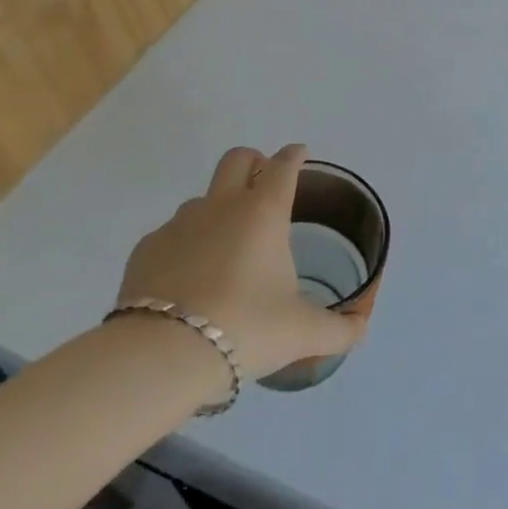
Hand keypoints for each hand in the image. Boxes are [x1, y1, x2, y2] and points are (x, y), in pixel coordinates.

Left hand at [115, 145, 363, 380]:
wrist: (162, 355)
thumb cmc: (246, 329)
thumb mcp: (301, 333)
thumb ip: (337, 329)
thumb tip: (360, 328)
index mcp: (264, 213)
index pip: (283, 166)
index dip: (294, 156)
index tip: (299, 153)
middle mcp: (221, 206)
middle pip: (237, 159)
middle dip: (254, 161)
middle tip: (263, 181)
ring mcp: (179, 224)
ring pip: (203, 199)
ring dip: (218, 209)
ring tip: (226, 247)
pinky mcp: (147, 249)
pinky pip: (172, 234)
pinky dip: (185, 245)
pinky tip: (189, 279)